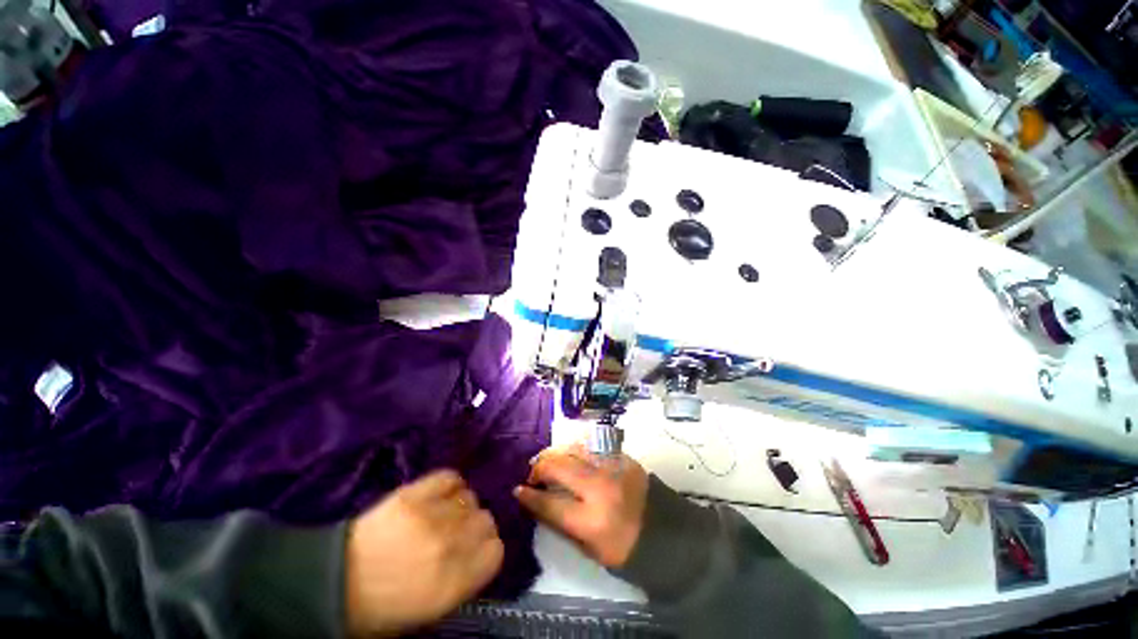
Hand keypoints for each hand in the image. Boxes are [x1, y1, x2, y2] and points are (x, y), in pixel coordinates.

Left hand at [345, 470, 502, 636]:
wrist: (333, 583)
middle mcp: (449, 547)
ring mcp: (431, 517)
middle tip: (458, 532)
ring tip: (444, 514)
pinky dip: (450, 483)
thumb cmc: (382, 605)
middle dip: (475, 527)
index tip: (477, 548)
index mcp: (453, 583)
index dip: (488, 548)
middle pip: (486, 520)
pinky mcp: (413, 494)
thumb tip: (480, 552)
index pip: (496, 551)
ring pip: (470, 498)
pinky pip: (449, 477)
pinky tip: (441, 494)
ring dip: (461, 506)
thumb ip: (464, 578)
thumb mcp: (430, 609)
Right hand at [514, 446, 648, 567]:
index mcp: (592, 521)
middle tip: (533, 473)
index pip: (549, 503)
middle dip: (539, 467)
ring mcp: (613, 467)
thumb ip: (560, 522)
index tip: (517, 490)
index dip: (529, 496)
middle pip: (559, 466)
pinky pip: (592, 445)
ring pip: (573, 449)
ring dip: (556, 453)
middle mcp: (600, 488)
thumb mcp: (588, 548)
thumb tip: (535, 501)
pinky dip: (576, 449)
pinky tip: (571, 455)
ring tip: (549, 460)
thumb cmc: (624, 549)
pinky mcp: (622, 456)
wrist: (665, 532)